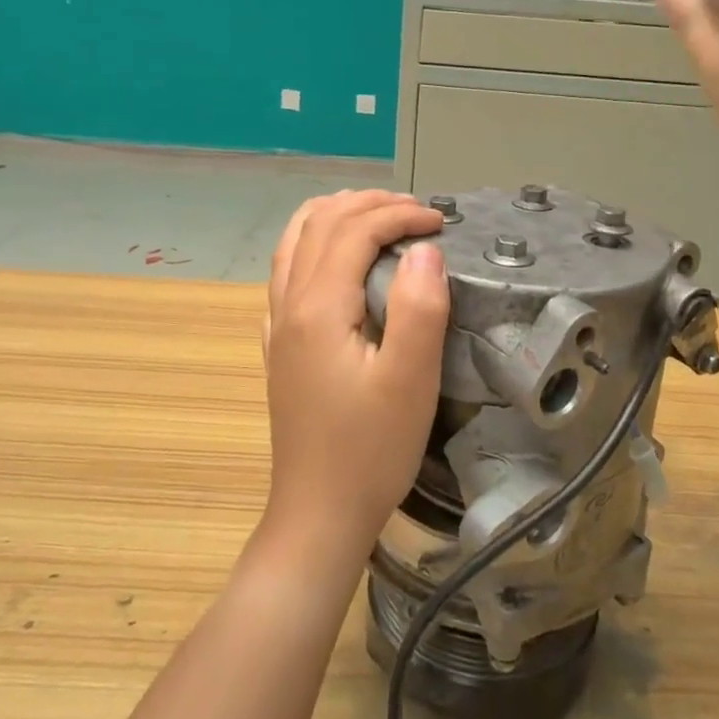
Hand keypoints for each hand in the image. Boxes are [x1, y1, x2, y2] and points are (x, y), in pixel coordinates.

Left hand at [260, 191, 449, 569]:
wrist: (319, 513)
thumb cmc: (371, 450)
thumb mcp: (410, 381)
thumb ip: (419, 307)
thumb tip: (424, 250)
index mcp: (319, 307)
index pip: (354, 231)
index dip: (399, 215)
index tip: (440, 222)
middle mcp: (289, 305)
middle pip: (320, 225)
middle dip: (368, 205)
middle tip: (415, 210)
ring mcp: (277, 326)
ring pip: (294, 242)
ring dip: (334, 215)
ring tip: (373, 213)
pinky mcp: (279, 347)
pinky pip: (286, 271)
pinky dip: (311, 243)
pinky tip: (332, 259)